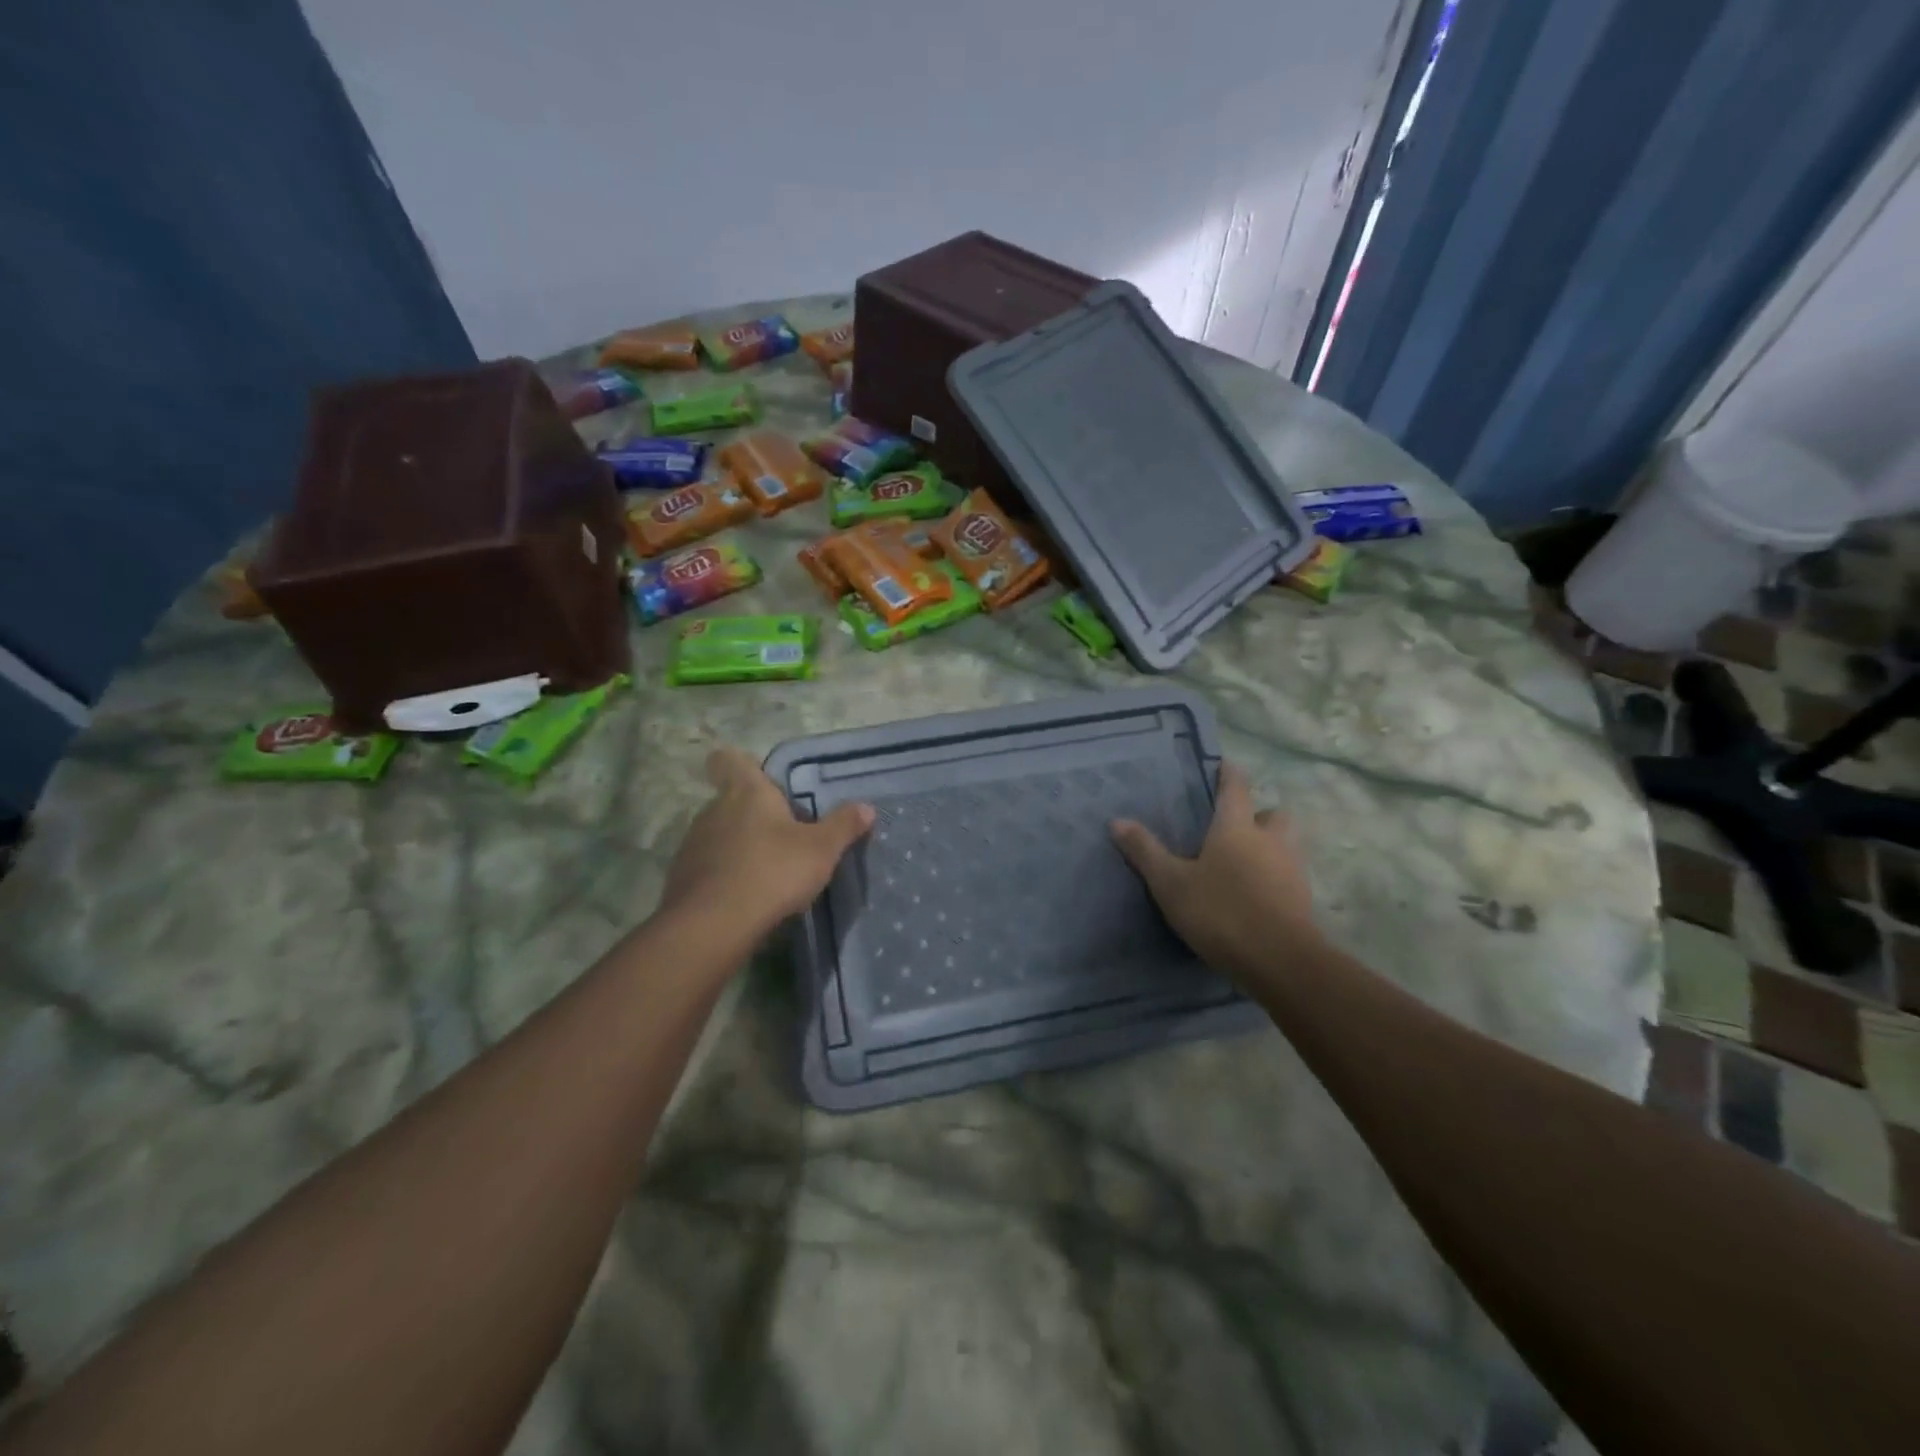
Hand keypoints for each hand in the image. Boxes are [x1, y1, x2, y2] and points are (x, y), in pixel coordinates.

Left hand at [660, 748, 873, 938]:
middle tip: (784, 836)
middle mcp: (714, 810)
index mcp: (746, 792)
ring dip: (739, 846)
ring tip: (767, 871)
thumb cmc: (772, 871)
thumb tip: (866, 807)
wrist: (713, 925)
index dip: (741, 764)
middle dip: (754, 814)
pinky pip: (708, 866)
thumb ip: (843, 826)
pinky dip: (725, 875)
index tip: (760, 779)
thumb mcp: (821, 850)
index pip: (728, 759)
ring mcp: (693, 844)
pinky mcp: (682, 878)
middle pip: (731, 800)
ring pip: (719, 834)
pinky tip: (745, 897)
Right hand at [1110, 761, 1316, 982]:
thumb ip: (1145, 851)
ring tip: (1245, 862)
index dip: (1229, 774)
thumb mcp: (1171, 883)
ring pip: (1286, 844)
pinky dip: (1275, 877)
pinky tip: (1256, 894)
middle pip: (1273, 814)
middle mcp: (1270, 841)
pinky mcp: (1303, 900)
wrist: (1279, 962)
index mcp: (1236, 828)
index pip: (1236, 788)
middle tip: (1236, 826)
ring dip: (1270, 845)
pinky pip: (1290, 876)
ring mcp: (1292, 870)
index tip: (1224, 765)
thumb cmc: (1220, 912)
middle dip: (1258, 814)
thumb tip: (1116, 821)